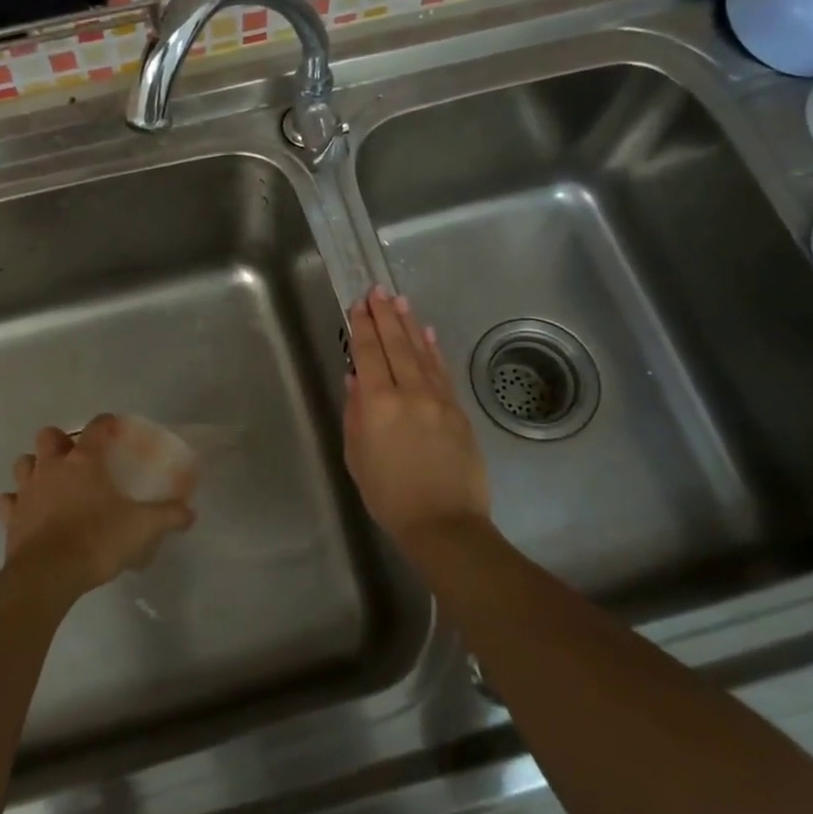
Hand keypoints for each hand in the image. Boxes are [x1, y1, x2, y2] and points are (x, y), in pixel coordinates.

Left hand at [0, 415, 194, 599]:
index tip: (115, 429)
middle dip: (60, 441)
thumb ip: (168, 516)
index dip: (107, 423)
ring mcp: (27, 490)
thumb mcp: (142, 528)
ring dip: (35, 467)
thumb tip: (190, 513)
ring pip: (24, 463)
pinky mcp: (10, 517)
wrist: (46, 576)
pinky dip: (16, 502)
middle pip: (49, 436)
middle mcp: (52, 467)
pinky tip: (27, 511)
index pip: (96, 427)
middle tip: (77, 458)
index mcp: (84, 462)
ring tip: (51, 481)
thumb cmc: (96, 541)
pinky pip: (8, 500)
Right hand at [343, 287, 491, 545]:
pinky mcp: (457, 410)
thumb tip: (356, 380)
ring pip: (420, 353)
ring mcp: (438, 399)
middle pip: (395, 345)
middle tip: (377, 290)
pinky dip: (433, 350)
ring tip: (400, 301)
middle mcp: (409, 393)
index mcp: (377, 404)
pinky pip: (442, 372)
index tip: (358, 305)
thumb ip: (355, 414)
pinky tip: (427, 334)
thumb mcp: (357, 457)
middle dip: (384, 316)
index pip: (369, 354)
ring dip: (408, 325)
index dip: (362, 327)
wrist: (443, 523)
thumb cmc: (389, 496)